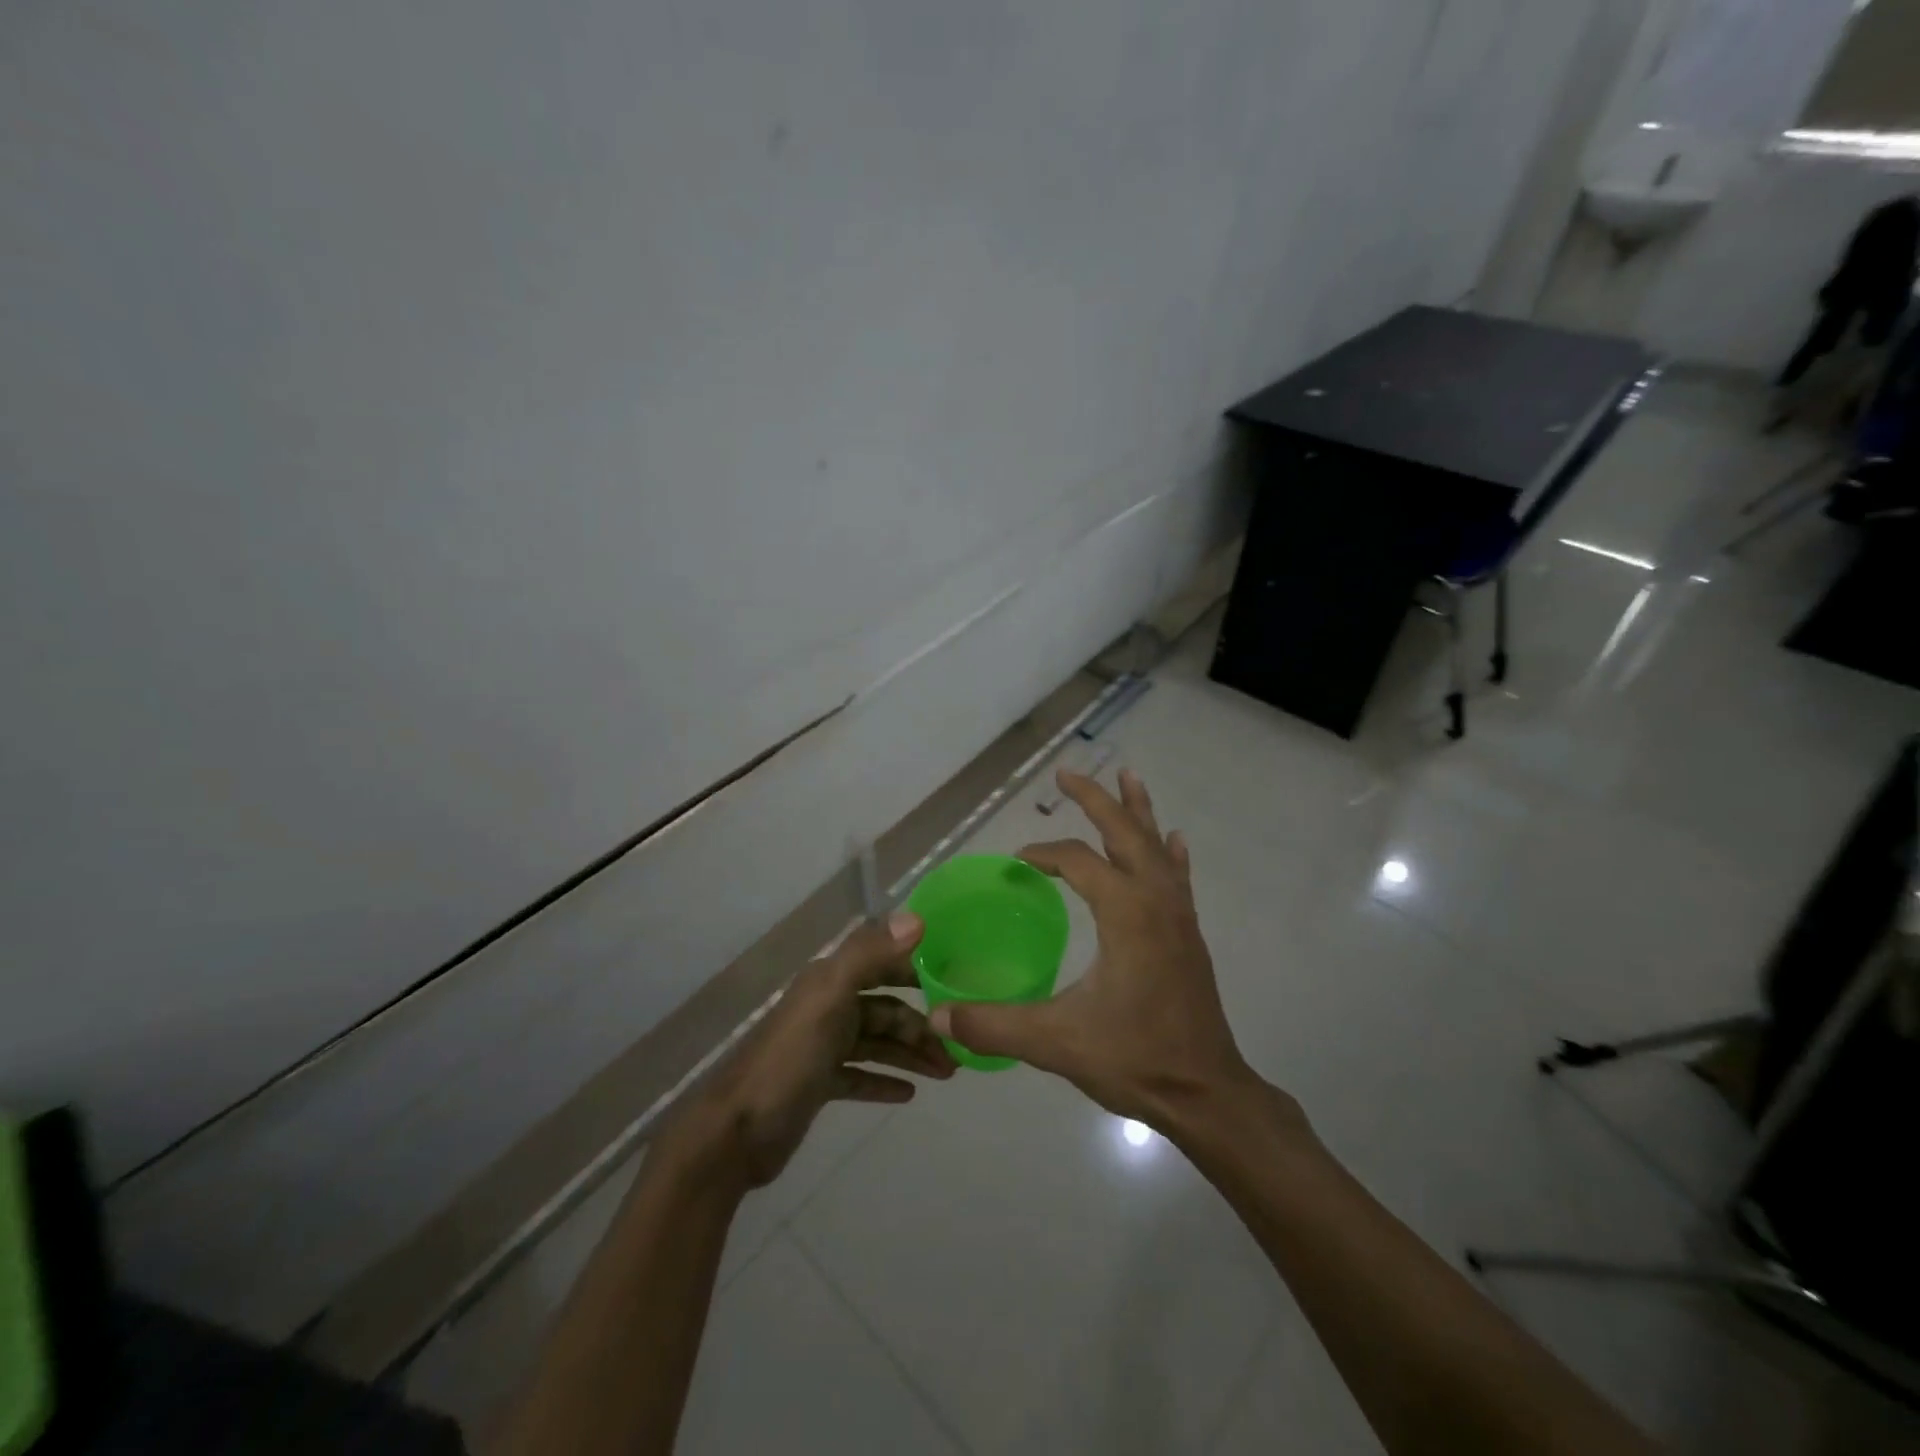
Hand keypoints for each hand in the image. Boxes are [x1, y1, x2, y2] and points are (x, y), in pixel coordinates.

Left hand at [661, 914, 955, 1189]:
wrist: (736, 1132)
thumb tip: (917, 918)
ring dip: (910, 1054)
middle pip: (885, 1009)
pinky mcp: (818, 1083)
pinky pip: (861, 1075)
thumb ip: (869, 954)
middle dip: (921, 1024)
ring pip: (878, 1043)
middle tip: (957, 1045)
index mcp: (830, 981)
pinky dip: (884, 1080)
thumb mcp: (830, 997)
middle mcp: (828, 1006)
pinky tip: (909, 1093)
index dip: (917, 968)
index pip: (882, 962)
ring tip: (946, 1072)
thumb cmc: (790, 1058)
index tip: (956, 980)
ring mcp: (822, 1046)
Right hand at [930, 769, 1255, 1128]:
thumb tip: (936, 1018)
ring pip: (1156, 846)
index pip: (1077, 861)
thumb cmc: (1135, 1059)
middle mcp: (1155, 901)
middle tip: (1067, 773)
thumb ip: (993, 1026)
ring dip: (1137, 811)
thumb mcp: (1056, 1042)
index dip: (1043, 855)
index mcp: (1125, 912)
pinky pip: (1178, 876)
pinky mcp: (1189, 934)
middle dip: (1095, 799)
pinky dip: (1169, 851)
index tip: (1017, 862)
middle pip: (1124, 832)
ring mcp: (1179, 915)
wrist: (1206, 1094)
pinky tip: (1173, 838)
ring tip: (1128, 776)